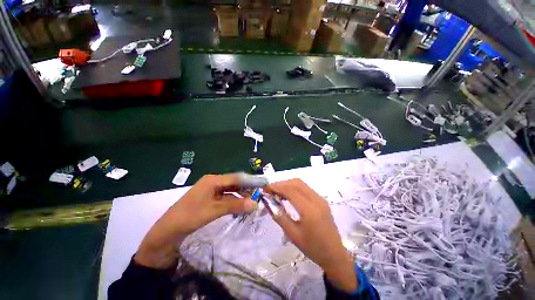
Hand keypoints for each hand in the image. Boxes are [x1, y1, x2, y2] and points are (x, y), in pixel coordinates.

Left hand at [135, 174, 256, 268]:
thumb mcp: (214, 210)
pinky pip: (225, 197)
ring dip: (241, 195)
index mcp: (213, 180)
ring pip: (230, 190)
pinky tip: (241, 205)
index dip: (249, 181)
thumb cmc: (190, 217)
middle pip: (234, 183)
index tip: (261, 185)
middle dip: (246, 189)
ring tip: (252, 201)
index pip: (236, 177)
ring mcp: (211, 191)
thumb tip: (255, 204)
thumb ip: (235, 205)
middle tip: (258, 195)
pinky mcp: (209, 199)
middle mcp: (213, 182)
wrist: (167, 231)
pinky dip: (234, 200)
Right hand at [265, 179, 357, 291]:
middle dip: (281, 183)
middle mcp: (316, 199)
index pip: (290, 190)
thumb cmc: (313, 248)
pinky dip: (295, 188)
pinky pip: (306, 188)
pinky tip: (289, 195)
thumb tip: (268, 203)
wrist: (335, 255)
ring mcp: (320, 199)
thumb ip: (280, 217)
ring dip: (288, 184)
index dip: (276, 187)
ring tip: (277, 192)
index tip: (266, 188)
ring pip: (301, 184)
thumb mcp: (293, 235)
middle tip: (270, 190)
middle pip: (296, 183)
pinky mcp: (321, 200)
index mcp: (309, 209)